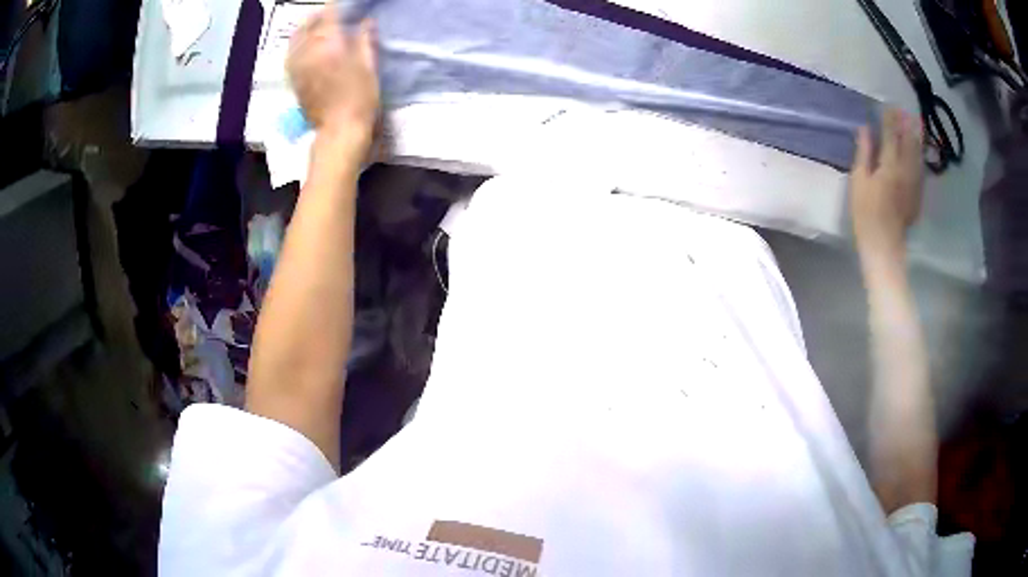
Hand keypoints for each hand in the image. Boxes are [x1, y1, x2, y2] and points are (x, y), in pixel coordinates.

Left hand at [287, 7, 378, 139]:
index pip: (329, 16)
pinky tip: (305, 45)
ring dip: (305, 29)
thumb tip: (366, 22)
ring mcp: (298, 67)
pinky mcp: (294, 80)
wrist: (339, 130)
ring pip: (295, 39)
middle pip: (308, 25)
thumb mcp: (369, 66)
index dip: (335, 6)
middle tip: (329, 13)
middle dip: (318, 16)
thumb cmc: (360, 98)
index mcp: (329, 45)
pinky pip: (291, 55)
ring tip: (315, 26)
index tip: (341, 4)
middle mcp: (309, 52)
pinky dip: (297, 45)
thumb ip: (365, 40)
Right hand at [850, 109, 924, 264]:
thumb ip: (864, 153)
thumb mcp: (858, 181)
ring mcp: (914, 184)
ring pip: (918, 156)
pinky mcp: (917, 196)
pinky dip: (920, 158)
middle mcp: (905, 171)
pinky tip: (920, 153)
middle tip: (907, 111)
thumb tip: (865, 129)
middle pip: (909, 143)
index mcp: (889, 165)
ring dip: (917, 139)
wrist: (884, 245)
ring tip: (917, 125)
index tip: (889, 105)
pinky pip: (920, 171)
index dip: (890, 119)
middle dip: (907, 126)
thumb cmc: (865, 213)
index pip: (890, 135)